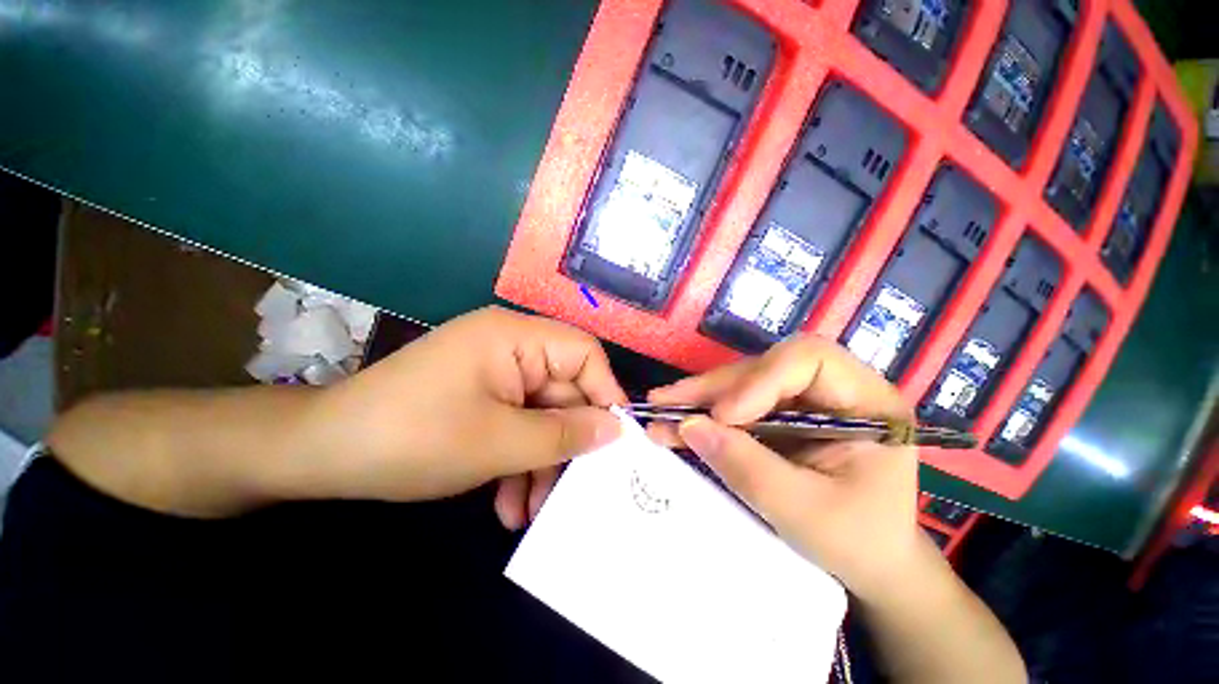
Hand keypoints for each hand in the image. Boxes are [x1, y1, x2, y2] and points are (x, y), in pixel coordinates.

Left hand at [303, 307, 625, 527]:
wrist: (320, 454)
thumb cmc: (412, 438)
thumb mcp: (499, 442)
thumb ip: (565, 435)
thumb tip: (617, 430)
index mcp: (515, 337)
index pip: (583, 353)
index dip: (605, 392)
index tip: (615, 440)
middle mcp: (510, 347)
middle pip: (563, 391)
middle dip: (565, 445)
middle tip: (572, 492)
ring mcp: (495, 373)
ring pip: (540, 415)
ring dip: (540, 463)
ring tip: (531, 512)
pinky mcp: (482, 396)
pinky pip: (516, 424)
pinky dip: (516, 462)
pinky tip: (507, 504)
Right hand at [646, 335, 927, 601]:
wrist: (870, 566)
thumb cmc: (857, 542)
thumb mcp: (804, 512)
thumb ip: (747, 467)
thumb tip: (689, 426)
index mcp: (866, 401)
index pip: (809, 359)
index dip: (760, 379)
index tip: (724, 416)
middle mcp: (833, 390)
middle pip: (764, 368)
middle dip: (714, 388)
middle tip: (666, 401)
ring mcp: (803, 401)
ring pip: (742, 383)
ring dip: (701, 398)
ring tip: (660, 408)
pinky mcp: (779, 416)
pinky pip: (735, 405)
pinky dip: (705, 415)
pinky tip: (675, 422)